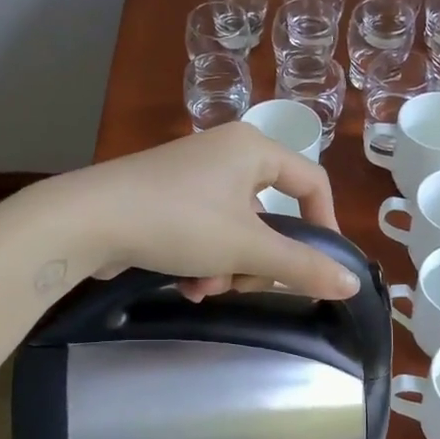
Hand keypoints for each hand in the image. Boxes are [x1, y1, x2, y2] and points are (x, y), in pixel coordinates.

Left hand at [49, 124, 355, 301]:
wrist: (88, 220)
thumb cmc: (178, 222)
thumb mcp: (247, 249)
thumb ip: (302, 267)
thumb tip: (352, 284)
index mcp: (252, 149)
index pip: (311, 182)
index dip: (324, 225)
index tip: (323, 265)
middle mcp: (225, 155)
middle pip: (269, 216)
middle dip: (258, 261)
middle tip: (245, 285)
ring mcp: (191, 177)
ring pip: (235, 232)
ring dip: (227, 268)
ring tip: (203, 288)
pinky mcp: (164, 200)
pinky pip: (203, 233)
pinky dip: (201, 262)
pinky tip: (185, 285)